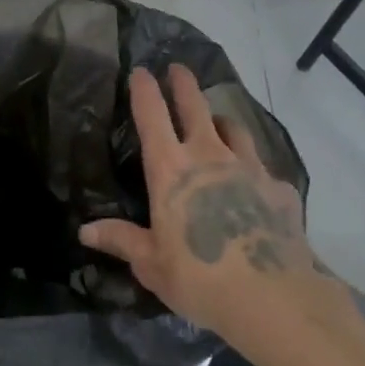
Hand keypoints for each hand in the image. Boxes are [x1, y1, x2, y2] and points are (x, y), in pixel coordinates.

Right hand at [81, 65, 334, 352]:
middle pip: (195, 106)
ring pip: (234, 128)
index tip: (141, 71)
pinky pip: (263, 168)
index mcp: (171, 169)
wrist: (273, 297)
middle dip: (184, 83)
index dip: (145, 89)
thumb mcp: (151, 263)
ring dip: (220, 121)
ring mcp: (249, 168)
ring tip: (216, 124)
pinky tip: (254, 188)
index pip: (152, 116)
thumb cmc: (199, 277)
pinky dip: (253, 169)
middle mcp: (209, 156)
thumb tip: (85, 230)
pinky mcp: (279, 188)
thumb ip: (121, 240)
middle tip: (179, 68)